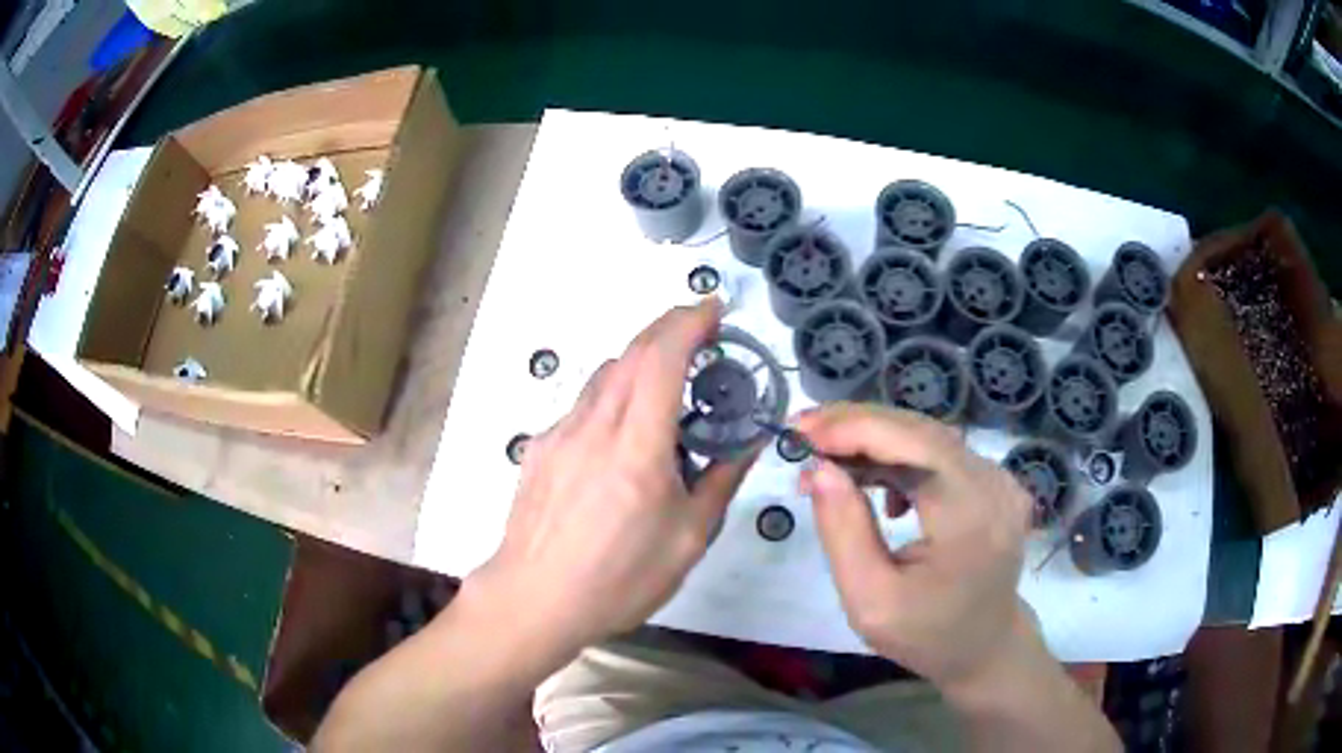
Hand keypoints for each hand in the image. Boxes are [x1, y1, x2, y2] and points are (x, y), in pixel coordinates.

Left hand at [471, 300, 757, 656]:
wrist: (533, 600)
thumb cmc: (618, 579)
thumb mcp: (687, 539)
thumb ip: (720, 481)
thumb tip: (748, 443)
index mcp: (637, 447)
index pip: (661, 358)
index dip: (689, 322)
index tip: (714, 308)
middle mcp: (594, 426)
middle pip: (631, 353)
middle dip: (668, 328)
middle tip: (701, 334)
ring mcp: (559, 434)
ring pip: (604, 375)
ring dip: (640, 361)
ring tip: (668, 383)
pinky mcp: (539, 448)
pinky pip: (582, 406)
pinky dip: (612, 396)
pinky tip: (622, 434)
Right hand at [797, 403, 1032, 690]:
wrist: (984, 646)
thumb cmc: (925, 635)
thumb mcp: (869, 601)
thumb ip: (844, 533)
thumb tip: (819, 468)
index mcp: (969, 518)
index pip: (914, 447)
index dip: (856, 429)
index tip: (801, 430)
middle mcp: (993, 485)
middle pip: (921, 432)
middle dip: (857, 425)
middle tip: (801, 431)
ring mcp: (999, 480)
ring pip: (927, 437)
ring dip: (873, 439)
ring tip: (824, 455)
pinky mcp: (993, 481)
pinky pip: (939, 453)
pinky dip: (897, 455)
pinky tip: (873, 479)